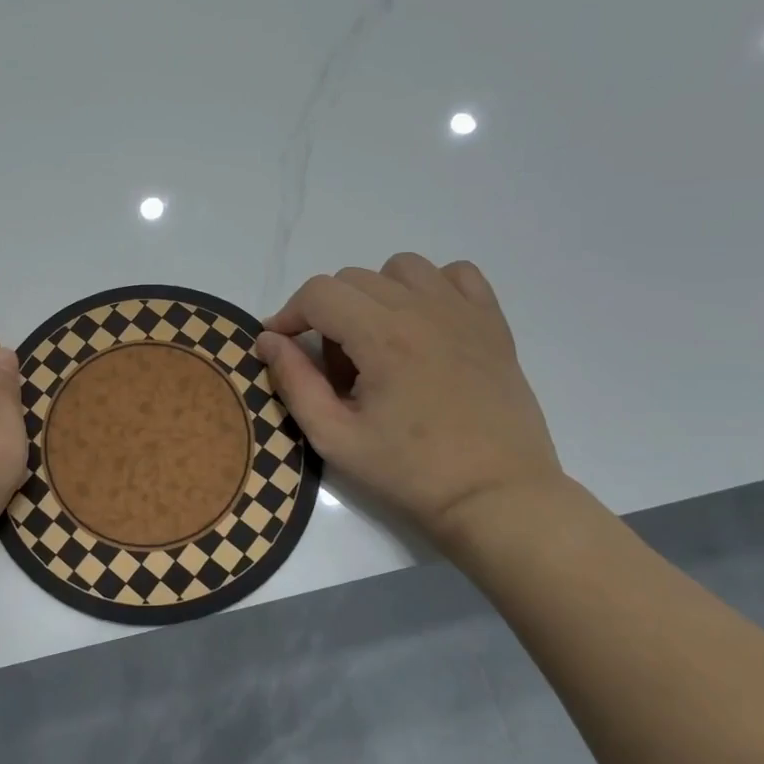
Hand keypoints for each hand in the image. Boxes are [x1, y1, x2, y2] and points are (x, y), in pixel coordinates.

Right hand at [257, 254, 564, 544]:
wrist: (496, 496)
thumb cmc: (410, 471)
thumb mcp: (334, 437)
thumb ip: (294, 382)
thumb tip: (268, 340)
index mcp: (382, 337)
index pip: (318, 293)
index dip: (288, 313)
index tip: (281, 344)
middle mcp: (422, 310)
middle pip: (353, 278)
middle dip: (326, 312)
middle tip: (333, 366)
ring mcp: (463, 312)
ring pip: (402, 268)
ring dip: (375, 293)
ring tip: (377, 340)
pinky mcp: (493, 323)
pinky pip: (456, 274)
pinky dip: (431, 287)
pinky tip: (424, 324)